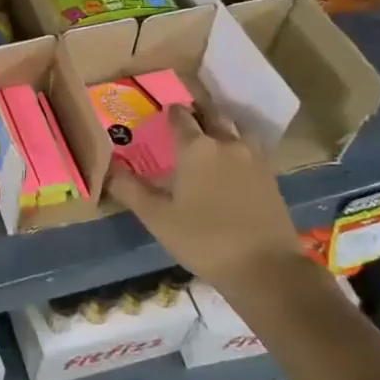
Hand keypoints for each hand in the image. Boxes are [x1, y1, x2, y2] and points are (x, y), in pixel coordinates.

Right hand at [105, 106, 309, 293]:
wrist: (264, 267)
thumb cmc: (204, 240)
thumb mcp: (157, 218)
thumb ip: (130, 190)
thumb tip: (107, 169)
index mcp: (196, 148)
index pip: (180, 117)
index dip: (170, 112)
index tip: (163, 113)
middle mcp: (226, 143)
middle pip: (212, 114)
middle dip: (198, 111)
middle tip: (187, 116)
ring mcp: (254, 158)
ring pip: (238, 127)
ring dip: (224, 124)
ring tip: (214, 133)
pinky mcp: (272, 176)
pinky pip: (254, 147)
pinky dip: (242, 143)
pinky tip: (236, 159)